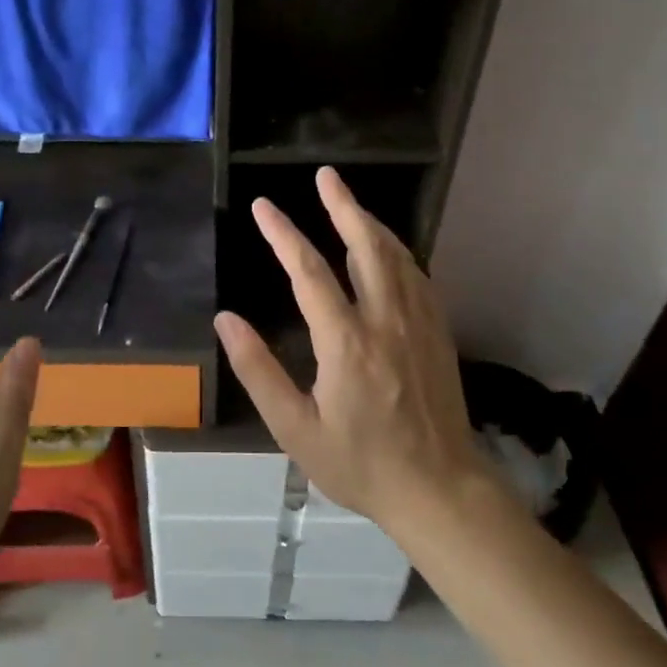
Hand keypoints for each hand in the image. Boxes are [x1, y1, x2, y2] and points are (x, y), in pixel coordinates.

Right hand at [214, 167, 488, 534]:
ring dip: (370, 223)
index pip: (310, 272)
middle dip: (342, 205)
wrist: (440, 491)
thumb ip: (258, 371)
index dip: (283, 235)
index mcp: (346, 343)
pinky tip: (388, 248)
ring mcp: (419, 324)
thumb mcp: (295, 429)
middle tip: (325, 175)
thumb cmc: (360, 464)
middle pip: (366, 246)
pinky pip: (418, 276)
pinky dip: (398, 251)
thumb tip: (226, 320)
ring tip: (348, 201)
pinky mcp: (439, 333)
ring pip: (396, 256)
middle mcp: (386, 321)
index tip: (264, 207)